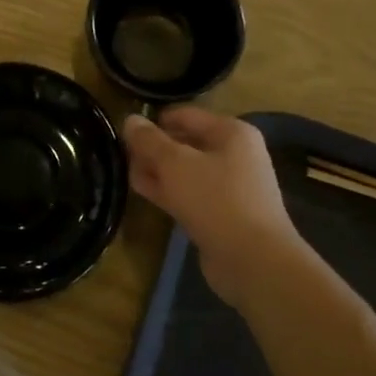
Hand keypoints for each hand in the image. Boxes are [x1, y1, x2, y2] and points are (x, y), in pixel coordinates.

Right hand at [123, 107, 308, 310]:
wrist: (254, 260)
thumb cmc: (216, 200)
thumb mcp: (175, 164)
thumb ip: (150, 141)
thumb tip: (130, 119)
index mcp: (231, 132)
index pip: (185, 115)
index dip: (155, 121)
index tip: (125, 131)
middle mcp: (235, 154)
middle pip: (186, 143)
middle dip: (154, 148)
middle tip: (122, 154)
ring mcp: (230, 186)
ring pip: (186, 171)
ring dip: (158, 171)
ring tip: (126, 172)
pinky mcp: (223, 214)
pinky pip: (191, 194)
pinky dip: (169, 191)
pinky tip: (143, 191)